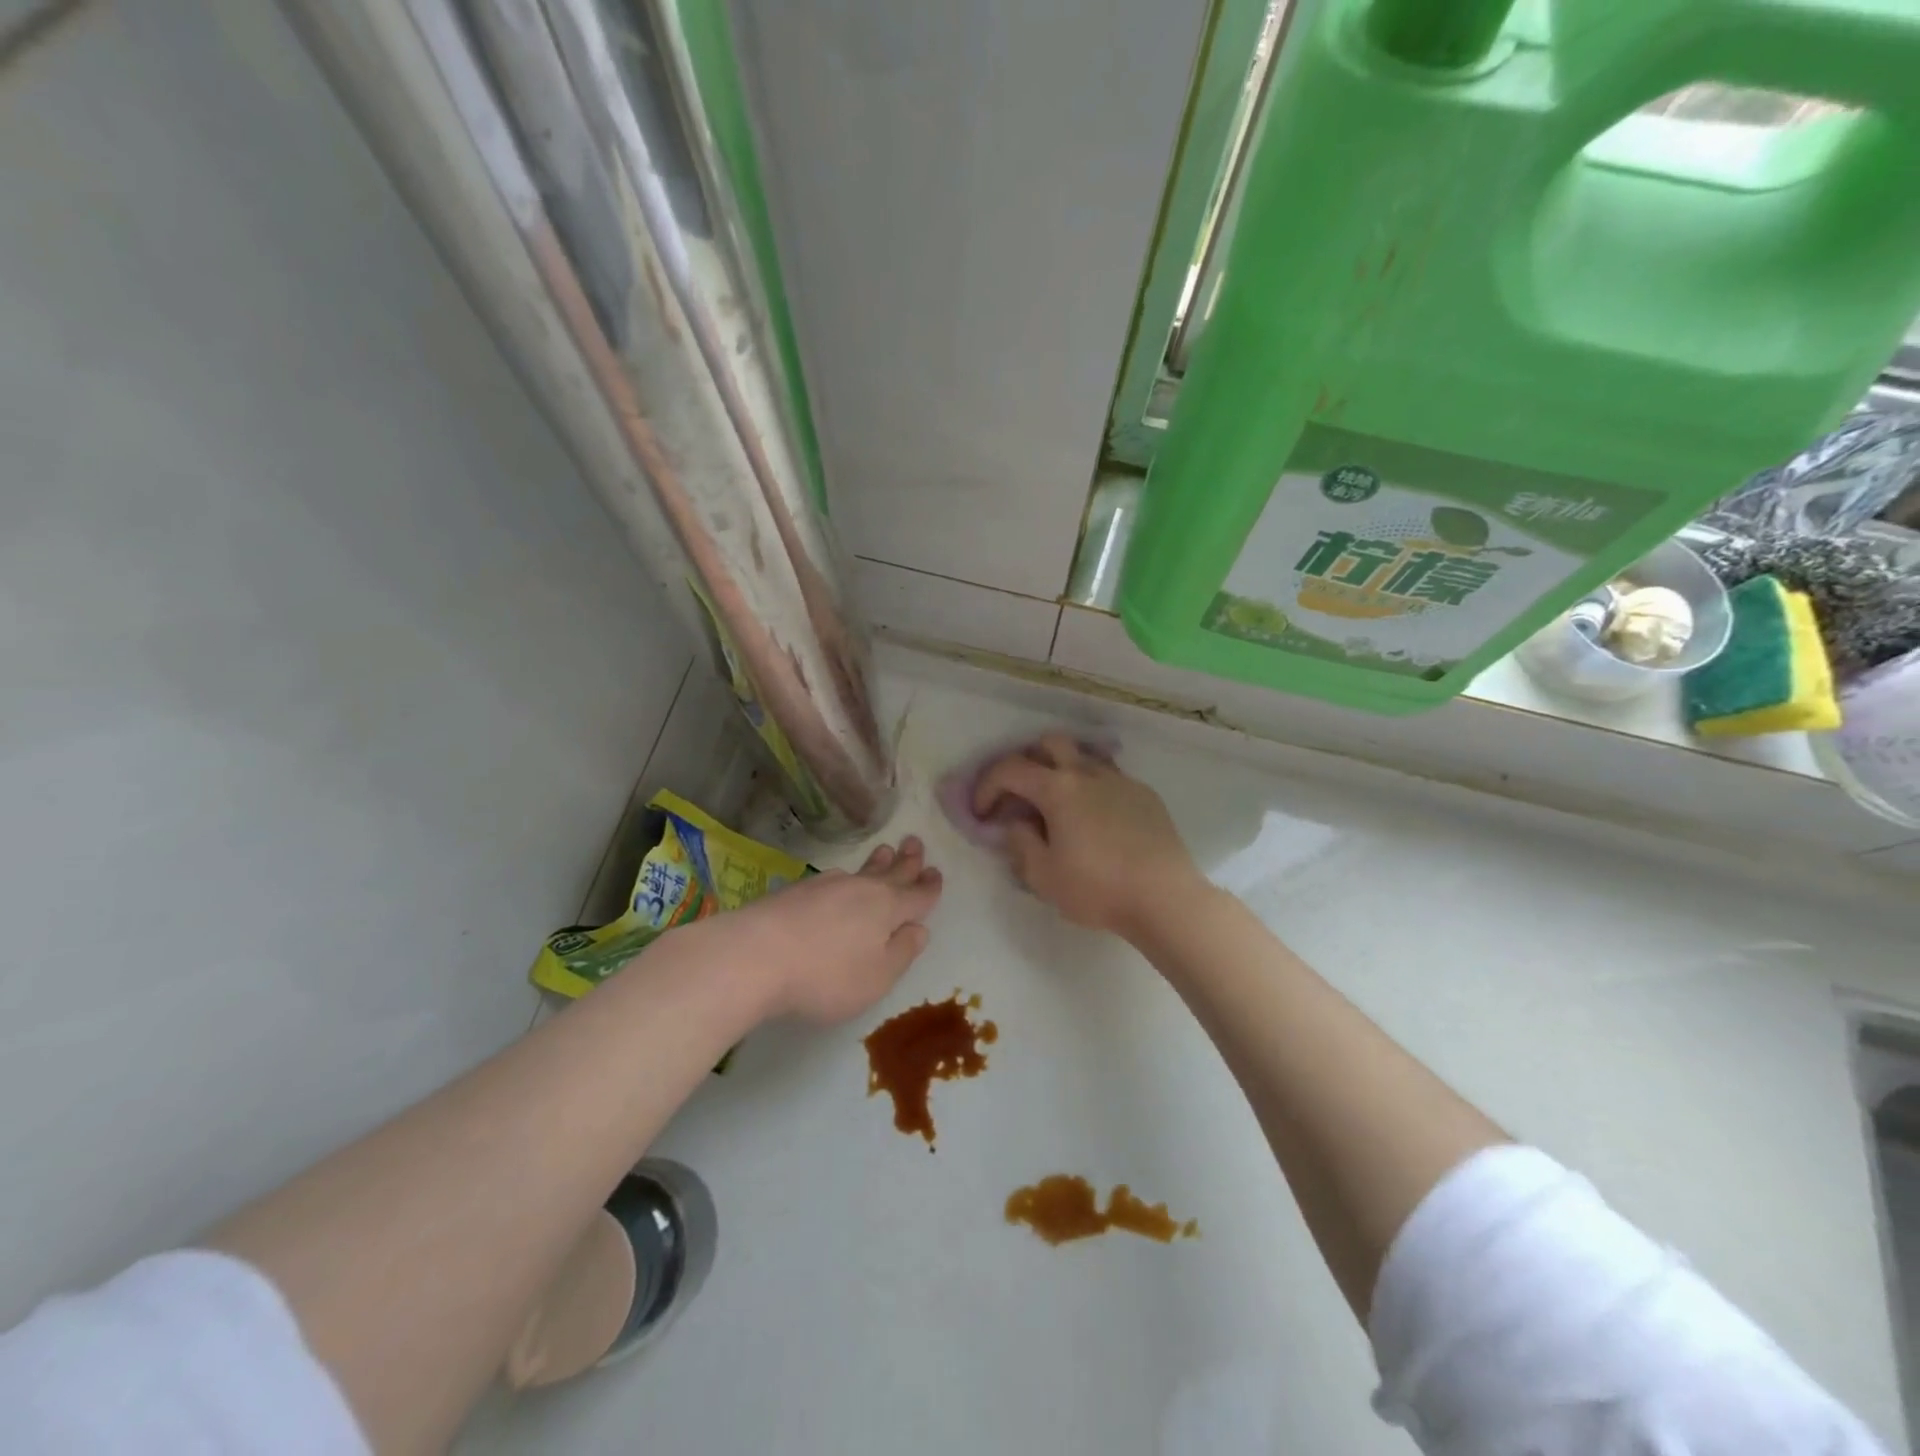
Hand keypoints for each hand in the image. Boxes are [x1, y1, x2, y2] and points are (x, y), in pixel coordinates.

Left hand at [715, 836, 942, 1024]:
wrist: (754, 955)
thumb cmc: (826, 975)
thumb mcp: (876, 977)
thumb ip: (901, 953)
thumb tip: (919, 929)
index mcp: (887, 908)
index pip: (917, 895)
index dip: (929, 887)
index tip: (936, 873)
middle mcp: (860, 889)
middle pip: (890, 872)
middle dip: (906, 860)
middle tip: (915, 842)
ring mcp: (825, 886)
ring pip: (861, 871)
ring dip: (877, 863)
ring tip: (884, 852)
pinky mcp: (796, 891)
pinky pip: (833, 878)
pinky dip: (846, 877)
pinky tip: (840, 879)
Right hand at [972, 735, 1199, 939]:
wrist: (1164, 897)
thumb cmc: (1098, 888)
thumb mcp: (1043, 875)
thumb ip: (1020, 843)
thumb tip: (1016, 823)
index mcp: (1058, 789)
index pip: (1010, 770)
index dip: (987, 786)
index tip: (981, 812)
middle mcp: (1088, 773)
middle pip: (1049, 744)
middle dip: (1026, 762)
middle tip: (1019, 795)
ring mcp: (1120, 780)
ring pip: (1083, 756)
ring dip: (1061, 770)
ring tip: (1057, 804)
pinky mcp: (1144, 795)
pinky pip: (1109, 777)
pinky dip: (1090, 787)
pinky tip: (1094, 820)